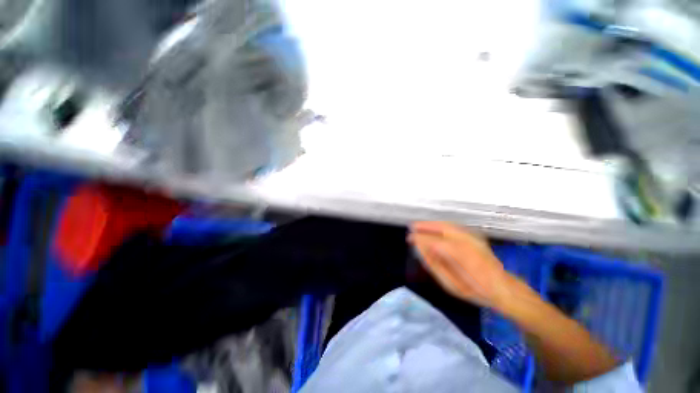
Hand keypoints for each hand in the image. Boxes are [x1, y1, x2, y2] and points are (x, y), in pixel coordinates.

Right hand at [408, 222, 513, 308]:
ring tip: (419, 226)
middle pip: (441, 228)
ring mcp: (473, 237)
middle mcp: (467, 242)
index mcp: (460, 256)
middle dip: (425, 226)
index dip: (420, 238)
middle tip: (412, 227)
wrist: (503, 288)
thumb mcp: (451, 284)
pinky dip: (441, 225)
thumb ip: (434, 264)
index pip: (434, 241)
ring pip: (447, 224)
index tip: (409, 238)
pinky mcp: (475, 236)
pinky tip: (434, 228)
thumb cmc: (475, 290)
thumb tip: (420, 248)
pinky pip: (454, 226)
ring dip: (432, 224)